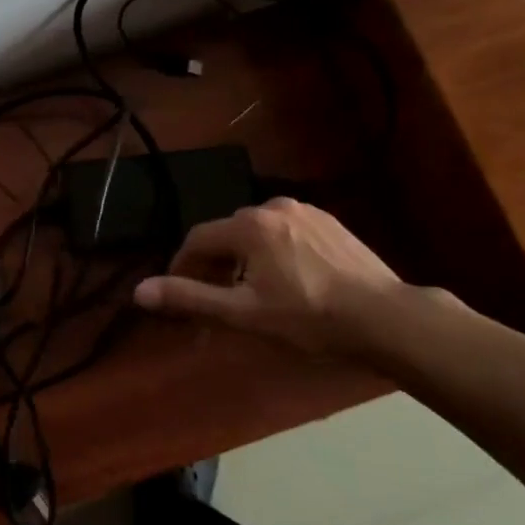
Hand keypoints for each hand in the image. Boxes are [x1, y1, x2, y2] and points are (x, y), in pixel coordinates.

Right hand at [133, 197, 406, 351]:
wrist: (386, 317)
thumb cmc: (309, 318)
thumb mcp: (243, 313)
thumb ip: (189, 298)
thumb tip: (138, 291)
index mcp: (248, 225)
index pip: (198, 239)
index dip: (182, 266)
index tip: (179, 293)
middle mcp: (273, 206)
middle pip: (227, 234)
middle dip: (214, 264)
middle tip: (215, 300)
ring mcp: (305, 211)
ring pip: (256, 233)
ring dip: (243, 258)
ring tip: (251, 293)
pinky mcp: (330, 222)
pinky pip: (285, 233)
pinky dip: (273, 252)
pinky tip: (287, 281)